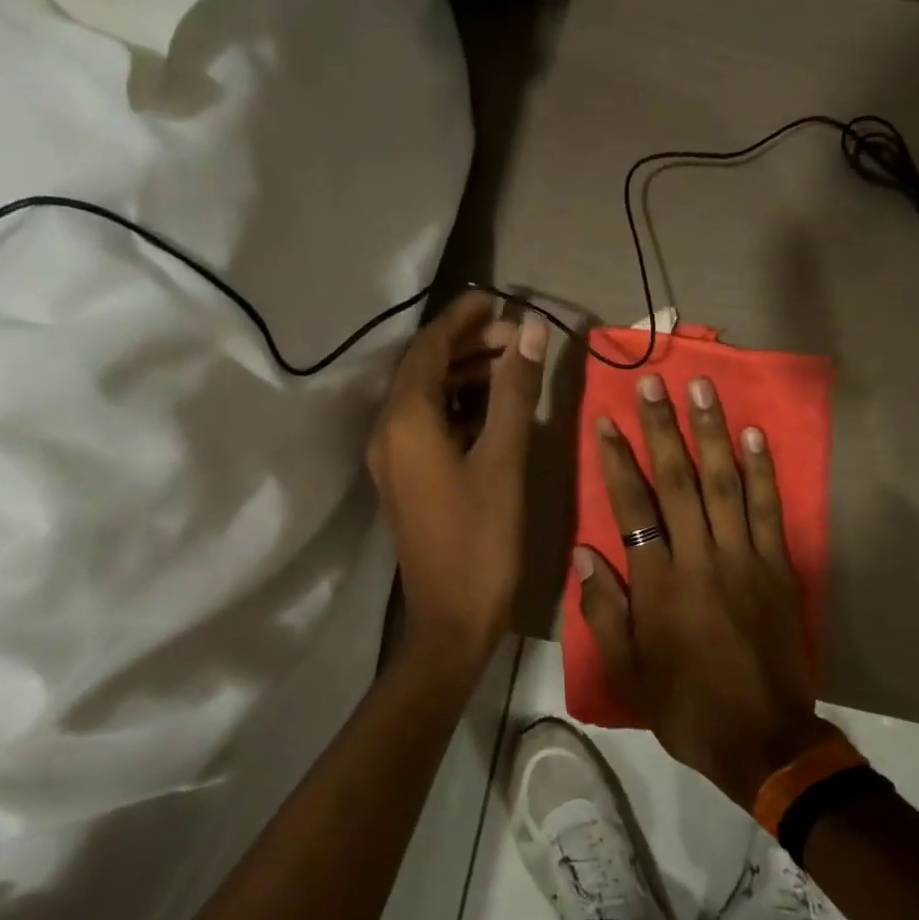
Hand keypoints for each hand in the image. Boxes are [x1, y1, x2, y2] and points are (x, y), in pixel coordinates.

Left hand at [368, 293, 546, 671]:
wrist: (451, 619)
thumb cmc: (482, 539)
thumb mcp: (505, 459)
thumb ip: (515, 391)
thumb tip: (530, 331)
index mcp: (406, 421)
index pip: (428, 348)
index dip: (463, 319)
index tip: (500, 300)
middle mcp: (388, 432)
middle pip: (424, 369)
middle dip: (468, 345)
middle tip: (518, 338)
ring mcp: (393, 458)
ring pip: (426, 397)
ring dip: (465, 375)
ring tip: (513, 366)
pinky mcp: (405, 478)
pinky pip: (428, 424)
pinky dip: (459, 406)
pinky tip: (495, 407)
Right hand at [576, 374, 840, 807]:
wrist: (764, 741)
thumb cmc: (686, 706)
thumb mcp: (629, 671)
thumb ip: (604, 610)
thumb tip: (585, 553)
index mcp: (660, 585)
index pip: (633, 508)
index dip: (616, 461)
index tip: (606, 421)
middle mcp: (701, 559)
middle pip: (678, 481)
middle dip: (662, 428)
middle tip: (653, 383)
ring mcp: (745, 559)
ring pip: (725, 483)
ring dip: (711, 433)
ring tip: (702, 389)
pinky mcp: (778, 568)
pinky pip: (769, 510)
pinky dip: (762, 470)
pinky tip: (753, 435)